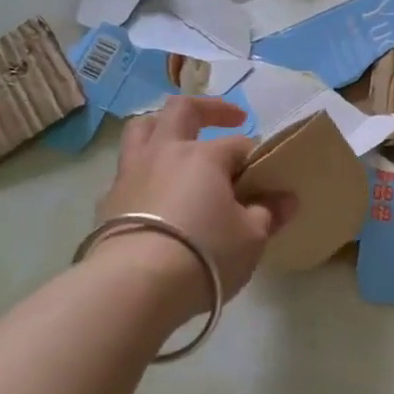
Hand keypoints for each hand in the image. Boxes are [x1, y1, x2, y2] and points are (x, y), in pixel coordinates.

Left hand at [92, 98, 293, 314]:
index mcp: (202, 156)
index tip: (269, 179)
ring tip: (179, 140)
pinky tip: (155, 193)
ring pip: (142, 130)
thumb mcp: (251, 238)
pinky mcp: (108, 201)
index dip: (257, 158)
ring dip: (163, 126)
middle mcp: (163, 153)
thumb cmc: (205, 254)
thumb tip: (286, 199)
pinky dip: (144, 172)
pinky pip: (127, 172)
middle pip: (182, 110)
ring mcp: (130, 173)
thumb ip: (267, 214)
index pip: (238, 145)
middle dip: (209, 109)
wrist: (135, 285)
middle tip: (231, 118)